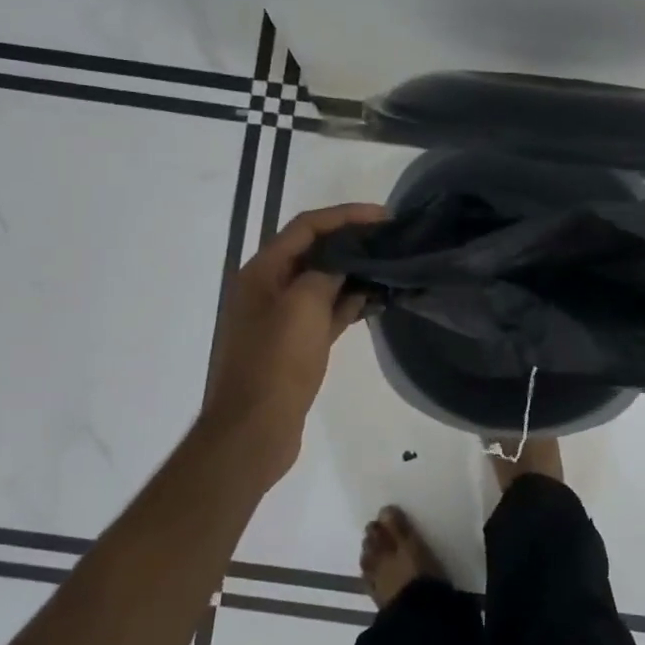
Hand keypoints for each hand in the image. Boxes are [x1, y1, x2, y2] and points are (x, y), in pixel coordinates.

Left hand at [200, 202, 386, 477]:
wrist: (254, 429)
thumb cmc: (276, 363)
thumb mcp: (303, 307)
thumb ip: (326, 273)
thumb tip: (345, 262)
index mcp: (262, 271)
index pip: (306, 227)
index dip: (345, 216)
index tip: (383, 216)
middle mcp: (269, 288)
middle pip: (314, 251)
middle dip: (351, 242)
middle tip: (391, 240)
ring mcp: (281, 318)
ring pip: (322, 283)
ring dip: (353, 273)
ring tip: (390, 267)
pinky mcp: (294, 344)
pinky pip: (325, 312)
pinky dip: (347, 303)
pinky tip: (374, 301)